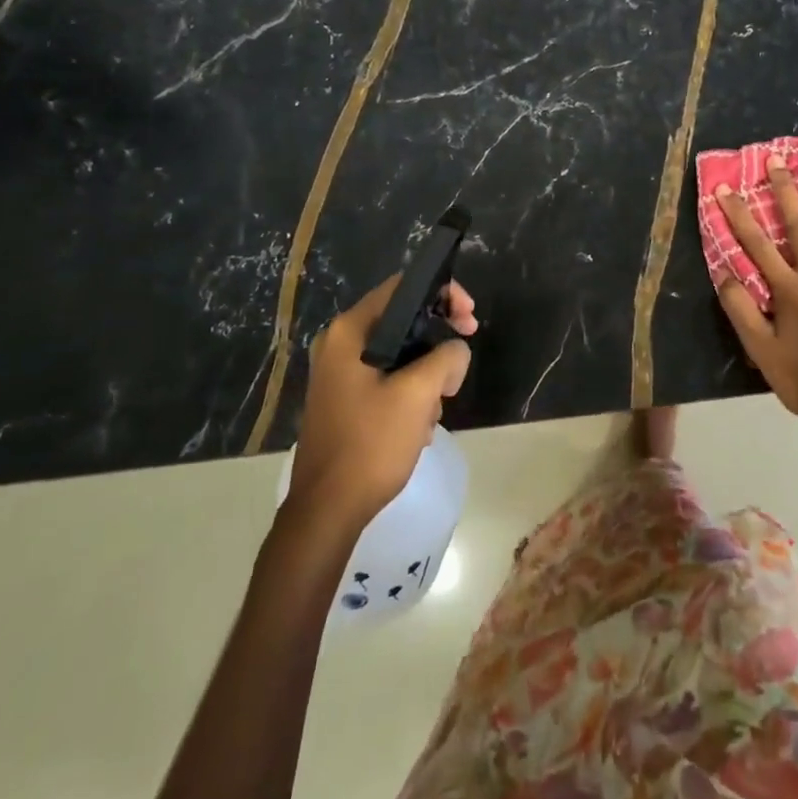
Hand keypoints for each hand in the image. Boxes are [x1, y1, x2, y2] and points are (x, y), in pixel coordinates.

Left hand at [287, 276, 477, 531]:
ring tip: (437, 407)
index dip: (443, 294)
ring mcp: (339, 374)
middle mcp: (339, 344)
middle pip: (403, 320)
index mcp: (350, 331)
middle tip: (461, 365)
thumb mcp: (419, 394)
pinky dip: (410, 393)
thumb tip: (455, 351)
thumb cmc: (370, 444)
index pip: (403, 287)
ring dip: (427, 374)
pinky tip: (419, 426)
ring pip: (400, 353)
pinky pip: (388, 379)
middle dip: (438, 341)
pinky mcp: (345, 400)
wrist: (327, 511)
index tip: (470, 319)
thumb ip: (447, 357)